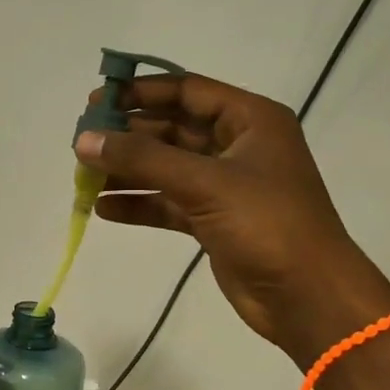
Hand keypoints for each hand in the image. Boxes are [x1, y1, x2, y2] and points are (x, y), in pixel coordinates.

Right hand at [76, 74, 389, 363]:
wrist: (308, 298)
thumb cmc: (266, 225)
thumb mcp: (203, 183)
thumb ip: (141, 158)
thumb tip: (84, 141)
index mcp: (250, 120)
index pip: (186, 91)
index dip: (140, 93)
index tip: (96, 104)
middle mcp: (238, 146)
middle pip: (171, 129)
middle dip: (127, 136)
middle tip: (82, 144)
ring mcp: (225, 186)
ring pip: (166, 168)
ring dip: (127, 171)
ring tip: (83, 177)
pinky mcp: (214, 220)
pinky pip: (168, 202)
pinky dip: (139, 204)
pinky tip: (103, 209)